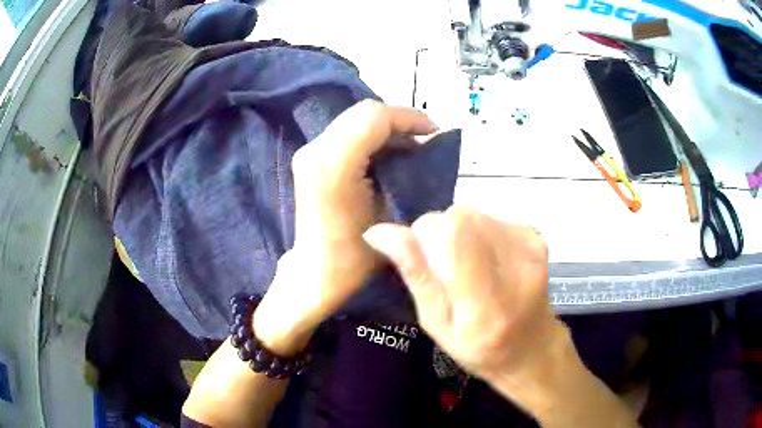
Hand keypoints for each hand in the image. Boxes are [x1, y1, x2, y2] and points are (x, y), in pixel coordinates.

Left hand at [254, 100, 436, 354]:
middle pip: (364, 112)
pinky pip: (347, 131)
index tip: (433, 134)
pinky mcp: (310, 158)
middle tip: (424, 142)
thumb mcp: (392, 216)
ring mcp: (309, 152)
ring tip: (410, 148)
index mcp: (334, 165)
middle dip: (400, 121)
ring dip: (387, 128)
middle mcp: (315, 151)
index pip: (374, 117)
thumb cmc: (356, 257)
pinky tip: (387, 155)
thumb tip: (424, 147)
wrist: (316, 273)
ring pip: (356, 118)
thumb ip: (409, 174)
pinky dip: (372, 136)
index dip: (409, 118)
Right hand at [363, 207, 560, 379]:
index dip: (427, 235)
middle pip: (461, 217)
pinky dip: (477, 232)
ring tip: (467, 267)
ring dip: (458, 233)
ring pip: (472, 212)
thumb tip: (378, 231)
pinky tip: (486, 259)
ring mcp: (531, 247)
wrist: (532, 346)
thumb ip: (416, 275)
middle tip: (446, 270)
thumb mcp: (437, 324)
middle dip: (439, 234)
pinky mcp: (535, 236)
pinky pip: (489, 216)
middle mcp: (516, 268)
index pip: (453, 234)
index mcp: (487, 305)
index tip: (423, 258)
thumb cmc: (478, 348)